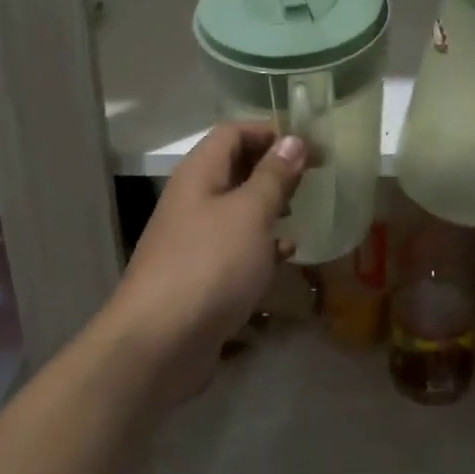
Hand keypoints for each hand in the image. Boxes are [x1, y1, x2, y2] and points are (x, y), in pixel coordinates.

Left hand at [100, 121, 306, 404]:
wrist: (160, 341)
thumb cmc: (210, 265)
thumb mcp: (250, 214)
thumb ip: (273, 177)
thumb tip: (293, 139)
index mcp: (199, 174)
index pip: (233, 132)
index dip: (270, 132)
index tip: (309, 146)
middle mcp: (193, 199)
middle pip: (234, 168)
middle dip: (273, 169)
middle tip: (314, 178)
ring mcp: (194, 238)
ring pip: (237, 209)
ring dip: (269, 207)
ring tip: (303, 212)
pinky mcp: (201, 274)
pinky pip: (235, 246)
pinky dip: (261, 245)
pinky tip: (285, 257)